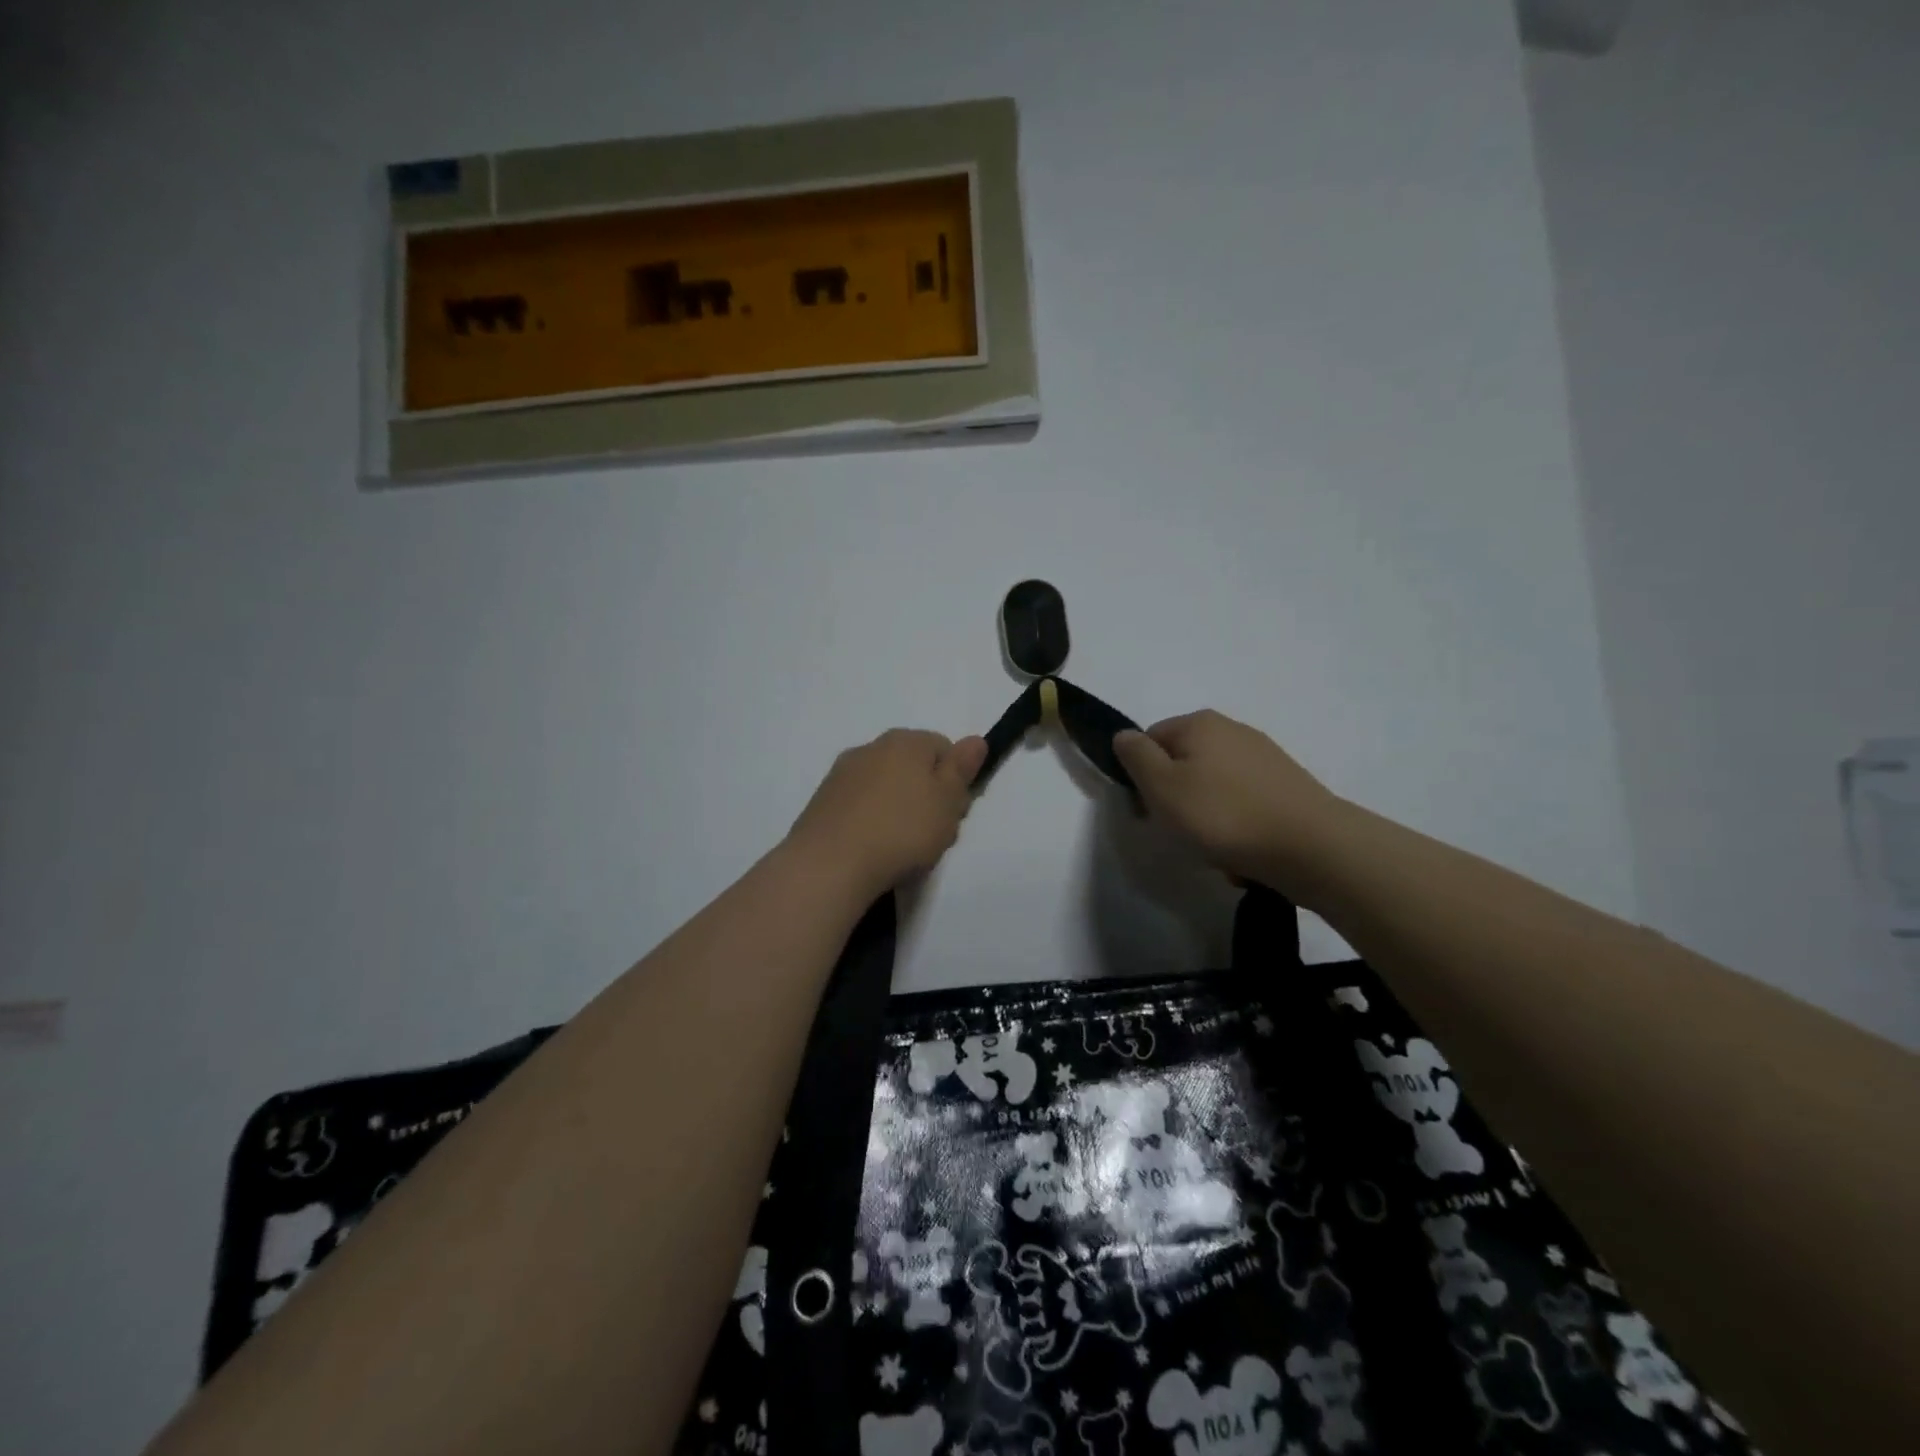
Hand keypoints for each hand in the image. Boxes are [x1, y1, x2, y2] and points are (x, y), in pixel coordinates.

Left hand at [787, 729, 988, 898]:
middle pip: (912, 765)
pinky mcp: (822, 800)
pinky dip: (869, 819)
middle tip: (931, 832)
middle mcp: (871, 747)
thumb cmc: (901, 830)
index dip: (954, 780)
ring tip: (899, 845)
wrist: (830, 864)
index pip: (943, 747)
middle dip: (925, 793)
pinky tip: (871, 847)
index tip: (954, 812)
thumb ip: (962, 769)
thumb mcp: (947, 802)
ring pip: (884, 785)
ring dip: (895, 806)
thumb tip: (975, 740)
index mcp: (906, 740)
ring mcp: (842, 772)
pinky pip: (859, 804)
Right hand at [1113, 710, 1344, 882]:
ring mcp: (1264, 756)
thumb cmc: (1223, 815)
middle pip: (1182, 763)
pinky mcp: (1286, 785)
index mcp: (1199, 722)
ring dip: (1206, 815)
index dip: (1141, 777)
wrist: (1311, 847)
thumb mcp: (1161, 786)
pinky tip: (1243, 850)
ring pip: (1212, 786)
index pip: (1149, 741)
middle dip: (1175, 797)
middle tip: (1180, 831)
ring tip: (1215, 847)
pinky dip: (1236, 825)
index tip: (1148, 811)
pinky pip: (1243, 803)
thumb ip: (1135, 756)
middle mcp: (1232, 729)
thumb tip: (1124, 736)